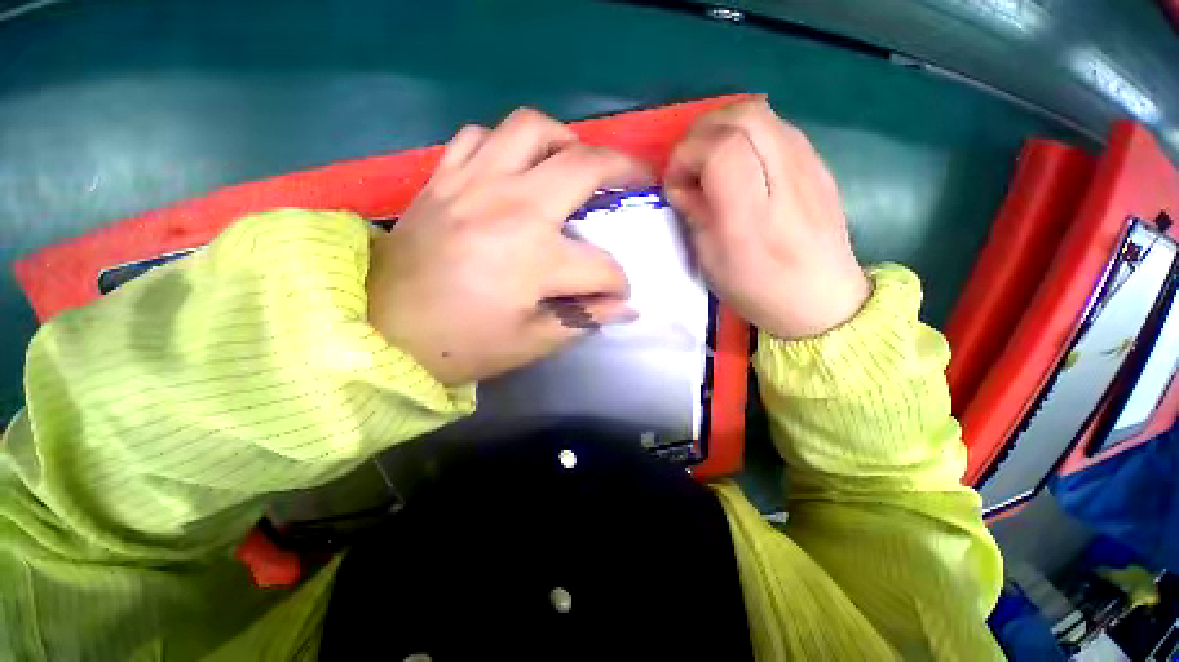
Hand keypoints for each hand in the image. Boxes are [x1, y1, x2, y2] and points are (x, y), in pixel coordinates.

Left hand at [367, 108, 649, 385]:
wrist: (384, 333)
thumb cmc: (463, 345)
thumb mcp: (533, 343)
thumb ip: (585, 319)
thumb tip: (626, 309)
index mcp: (536, 260)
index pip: (602, 268)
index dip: (618, 284)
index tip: (618, 294)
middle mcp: (511, 208)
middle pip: (584, 166)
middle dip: (624, 169)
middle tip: (636, 178)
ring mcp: (473, 185)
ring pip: (532, 129)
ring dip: (566, 141)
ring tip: (574, 164)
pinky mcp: (443, 179)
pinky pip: (479, 136)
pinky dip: (506, 145)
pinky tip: (513, 169)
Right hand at [664, 98, 869, 339]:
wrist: (823, 300)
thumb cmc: (759, 289)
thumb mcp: (712, 261)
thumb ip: (695, 214)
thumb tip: (683, 184)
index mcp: (753, 216)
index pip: (720, 149)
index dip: (687, 155)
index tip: (675, 182)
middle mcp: (786, 179)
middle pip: (743, 116)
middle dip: (702, 132)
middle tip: (688, 163)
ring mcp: (810, 166)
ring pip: (761, 112)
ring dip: (724, 128)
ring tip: (710, 161)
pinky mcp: (819, 164)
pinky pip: (777, 127)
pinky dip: (747, 134)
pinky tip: (740, 164)